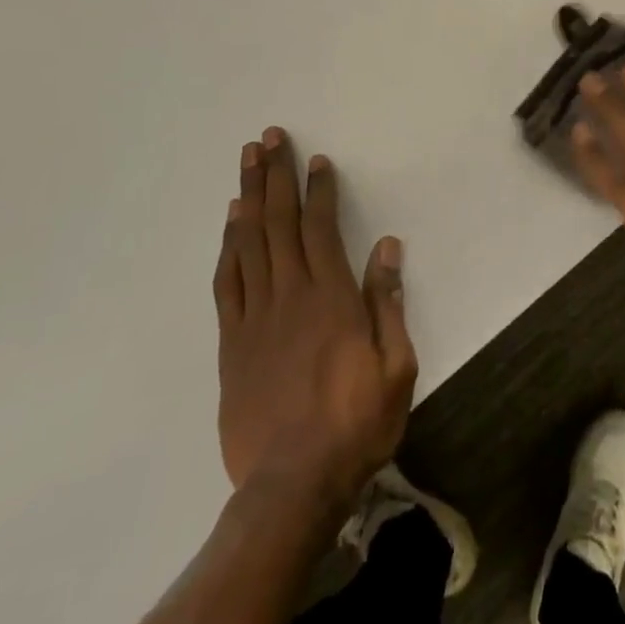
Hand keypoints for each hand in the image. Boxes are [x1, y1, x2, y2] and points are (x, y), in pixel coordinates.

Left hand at [215, 128, 415, 504]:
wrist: (292, 485)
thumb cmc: (356, 423)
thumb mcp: (397, 365)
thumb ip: (388, 301)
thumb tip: (387, 245)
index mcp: (331, 298)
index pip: (321, 228)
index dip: (318, 190)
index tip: (315, 160)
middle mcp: (289, 296)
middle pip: (278, 223)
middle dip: (274, 177)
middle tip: (268, 138)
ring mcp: (255, 318)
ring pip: (248, 243)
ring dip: (248, 198)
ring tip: (246, 162)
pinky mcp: (232, 343)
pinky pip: (227, 282)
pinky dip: (228, 246)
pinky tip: (231, 224)